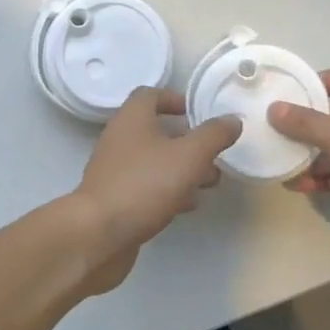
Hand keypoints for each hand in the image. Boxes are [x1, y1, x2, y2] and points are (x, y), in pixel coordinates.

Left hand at [70, 88, 240, 293]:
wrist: (98, 235)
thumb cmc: (144, 184)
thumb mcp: (189, 156)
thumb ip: (213, 136)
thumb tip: (232, 120)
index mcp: (132, 118)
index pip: (151, 95)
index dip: (175, 99)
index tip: (198, 113)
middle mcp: (120, 138)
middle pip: (156, 130)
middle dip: (188, 141)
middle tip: (214, 154)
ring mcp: (115, 170)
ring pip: (154, 161)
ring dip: (182, 168)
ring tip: (210, 183)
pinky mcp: (115, 199)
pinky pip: (146, 186)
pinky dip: (168, 190)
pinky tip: (187, 205)